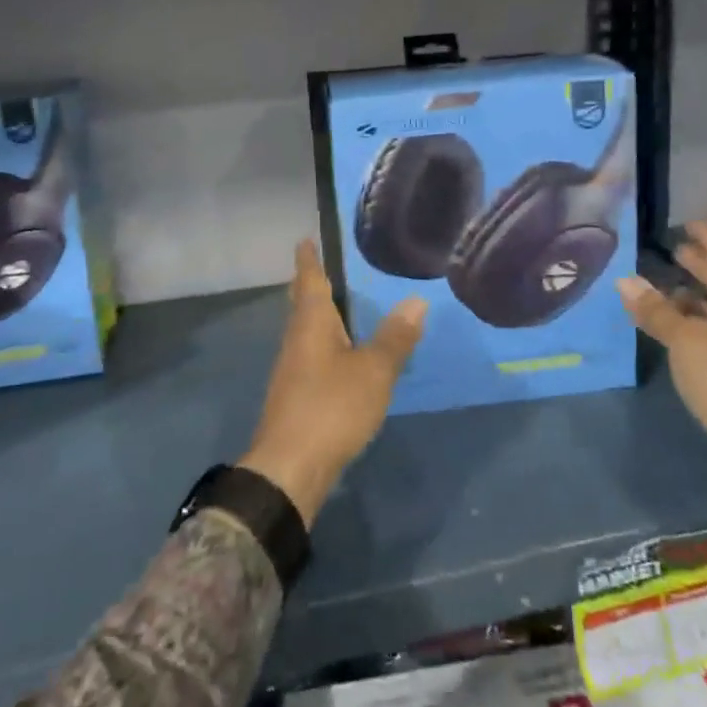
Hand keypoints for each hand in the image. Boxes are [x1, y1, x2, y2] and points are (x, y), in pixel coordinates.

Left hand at [240, 241, 427, 524]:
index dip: (308, 259)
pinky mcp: (296, 395)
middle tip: (325, 267)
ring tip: (343, 307)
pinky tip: (343, 355)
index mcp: (311, 323)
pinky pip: (312, 355)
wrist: (290, 467)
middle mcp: (297, 339)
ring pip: (306, 331)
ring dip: (321, 316)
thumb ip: (394, 338)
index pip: (309, 280)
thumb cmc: (331, 407)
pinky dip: (327, 344)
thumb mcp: (373, 371)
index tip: (305, 239)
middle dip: (311, 285)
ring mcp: (292, 369)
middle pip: (302, 304)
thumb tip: (416, 300)